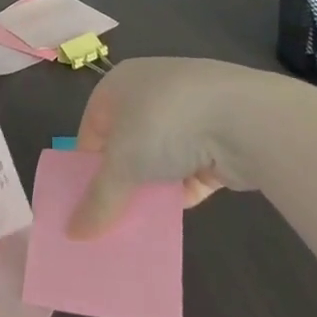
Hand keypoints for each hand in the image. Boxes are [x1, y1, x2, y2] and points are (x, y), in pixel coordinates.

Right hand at [68, 57, 261, 238]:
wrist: (243, 117)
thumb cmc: (164, 124)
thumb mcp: (122, 164)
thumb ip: (98, 200)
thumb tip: (73, 233)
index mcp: (119, 83)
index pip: (92, 126)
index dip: (85, 165)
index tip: (82, 203)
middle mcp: (150, 91)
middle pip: (125, 143)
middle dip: (119, 181)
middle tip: (108, 219)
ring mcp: (187, 113)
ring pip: (158, 158)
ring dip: (150, 189)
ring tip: (137, 227)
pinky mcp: (217, 138)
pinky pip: (188, 170)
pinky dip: (180, 192)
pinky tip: (170, 222)